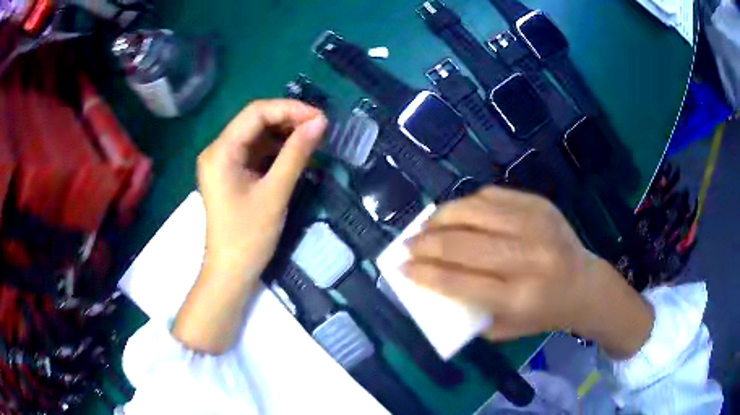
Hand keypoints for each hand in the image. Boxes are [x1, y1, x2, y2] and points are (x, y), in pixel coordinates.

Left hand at [173, 99, 326, 352]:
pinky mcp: (231, 173)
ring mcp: (223, 162)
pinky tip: (296, 152)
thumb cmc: (248, 237)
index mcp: (221, 151)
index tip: (320, 118)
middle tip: (320, 128)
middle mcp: (218, 150)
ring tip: (313, 138)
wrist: (231, 272)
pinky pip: (255, 151)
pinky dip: (276, 149)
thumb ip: (296, 154)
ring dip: (284, 134)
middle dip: (288, 120)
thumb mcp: (275, 193)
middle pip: (255, 121)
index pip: (256, 113)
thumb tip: (320, 122)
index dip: (289, 109)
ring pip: (257, 135)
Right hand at [404, 186, 652, 358]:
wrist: (584, 285)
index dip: (424, 274)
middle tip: (406, 245)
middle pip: (463, 244)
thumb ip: (468, 310)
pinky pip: (492, 195)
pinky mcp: (540, 204)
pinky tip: (457, 214)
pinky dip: (468, 203)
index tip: (401, 268)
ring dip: (441, 217)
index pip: (459, 282)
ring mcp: (536, 224)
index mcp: (519, 297)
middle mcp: (528, 258)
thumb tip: (432, 281)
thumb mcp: (504, 328)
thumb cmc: (543, 314)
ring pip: (474, 211)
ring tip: (425, 226)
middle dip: (426, 243)